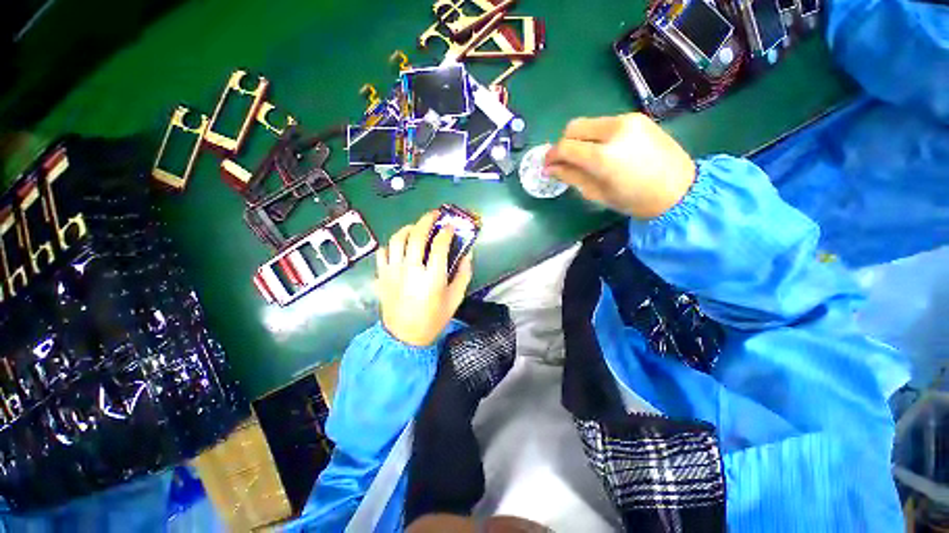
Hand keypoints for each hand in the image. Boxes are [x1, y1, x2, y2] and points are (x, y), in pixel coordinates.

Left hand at [376, 211, 473, 346]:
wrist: (404, 337)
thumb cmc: (434, 318)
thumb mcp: (456, 298)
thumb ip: (464, 274)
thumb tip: (467, 253)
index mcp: (433, 277)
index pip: (440, 245)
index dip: (447, 232)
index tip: (451, 226)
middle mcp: (412, 270)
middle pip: (417, 235)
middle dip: (428, 220)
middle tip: (435, 214)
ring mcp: (393, 271)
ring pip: (398, 239)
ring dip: (409, 228)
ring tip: (417, 227)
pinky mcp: (382, 275)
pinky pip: (383, 252)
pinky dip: (392, 244)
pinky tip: (400, 246)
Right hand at [545, 113, 696, 218]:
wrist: (679, 189)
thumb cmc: (634, 200)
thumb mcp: (597, 193)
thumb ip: (571, 177)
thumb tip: (549, 169)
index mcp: (603, 156)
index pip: (565, 147)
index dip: (551, 156)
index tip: (546, 166)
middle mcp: (614, 131)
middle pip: (573, 127)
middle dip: (563, 143)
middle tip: (564, 161)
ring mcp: (627, 120)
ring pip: (589, 122)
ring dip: (580, 138)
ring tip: (584, 156)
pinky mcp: (637, 117)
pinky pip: (605, 123)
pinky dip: (595, 135)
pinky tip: (603, 150)